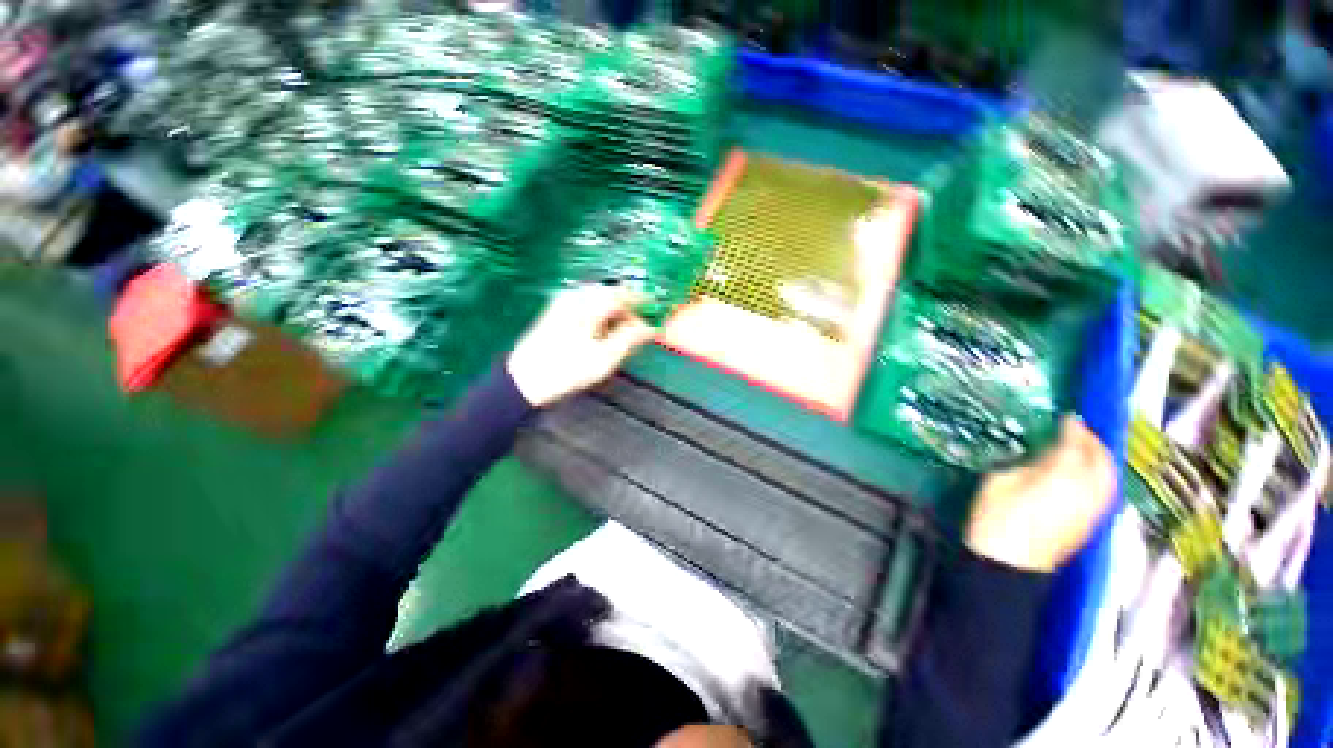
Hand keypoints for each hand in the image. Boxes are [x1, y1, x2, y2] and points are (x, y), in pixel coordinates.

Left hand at [507, 285, 656, 407]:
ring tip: (626, 335)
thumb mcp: (605, 357)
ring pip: (600, 301)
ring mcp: (564, 302)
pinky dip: (602, 316)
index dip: (643, 301)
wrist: (524, 380)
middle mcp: (576, 296)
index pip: (624, 294)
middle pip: (612, 295)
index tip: (658, 311)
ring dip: (616, 314)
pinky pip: (588, 307)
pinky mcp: (558, 312)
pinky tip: (605, 333)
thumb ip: (630, 337)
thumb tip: (651, 326)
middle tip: (642, 330)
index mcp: (589, 304)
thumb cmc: (567, 369)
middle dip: (630, 310)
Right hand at [965, 416, 1116, 571]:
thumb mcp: (1001, 481)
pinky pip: (1105, 492)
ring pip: (1109, 477)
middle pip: (1102, 460)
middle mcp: (1087, 491)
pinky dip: (1101, 477)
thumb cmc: (995, 518)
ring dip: (1102, 459)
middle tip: (1080, 429)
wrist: (1007, 564)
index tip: (1066, 416)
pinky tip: (1088, 475)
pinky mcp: (1090, 523)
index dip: (1073, 428)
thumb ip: (1029, 464)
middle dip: (1094, 442)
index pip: (1076, 444)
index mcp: (1062, 477)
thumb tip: (1044, 456)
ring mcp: (1092, 509)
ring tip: (1087, 449)